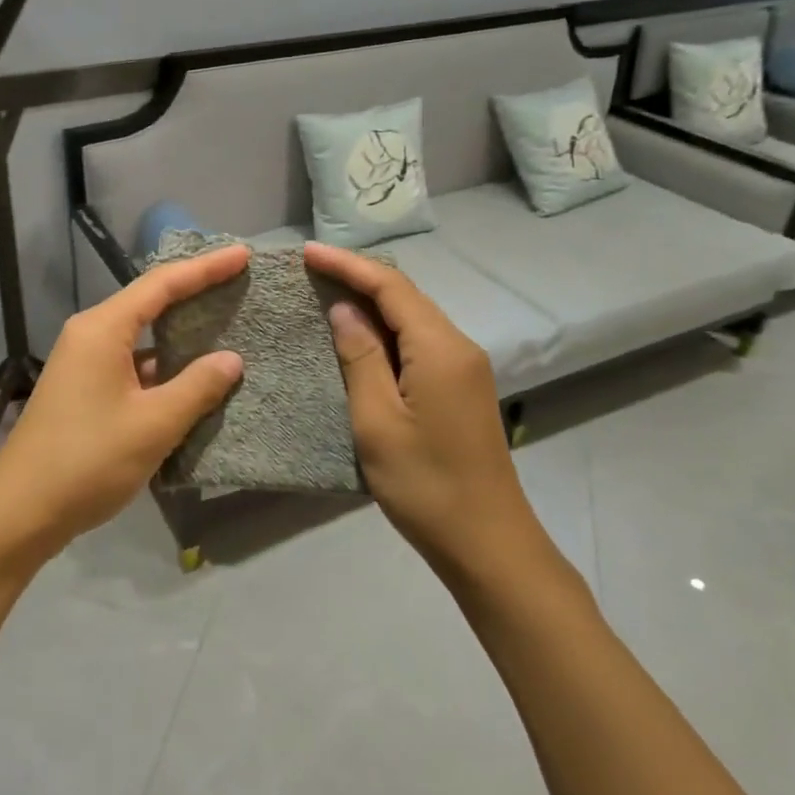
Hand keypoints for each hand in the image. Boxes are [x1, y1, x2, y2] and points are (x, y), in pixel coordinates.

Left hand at [0, 244, 248, 555]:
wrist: (21, 511)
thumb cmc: (88, 460)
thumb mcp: (153, 424)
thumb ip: (197, 387)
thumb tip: (231, 360)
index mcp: (102, 329)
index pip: (162, 284)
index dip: (205, 268)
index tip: (242, 255)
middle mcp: (90, 335)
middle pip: (149, 302)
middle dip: (194, 292)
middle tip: (238, 283)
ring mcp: (84, 363)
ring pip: (141, 336)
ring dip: (180, 332)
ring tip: (226, 326)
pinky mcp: (84, 389)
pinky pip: (132, 363)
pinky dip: (164, 365)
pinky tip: (193, 379)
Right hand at [303, 242, 535, 574]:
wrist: (487, 542)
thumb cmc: (425, 484)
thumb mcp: (377, 421)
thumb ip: (361, 357)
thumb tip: (345, 310)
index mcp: (440, 349)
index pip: (391, 287)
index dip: (348, 265)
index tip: (307, 252)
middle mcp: (458, 346)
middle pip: (406, 295)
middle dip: (359, 276)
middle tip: (312, 269)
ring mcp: (464, 367)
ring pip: (413, 316)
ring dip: (372, 301)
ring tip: (327, 292)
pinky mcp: (461, 387)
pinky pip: (419, 340)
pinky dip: (386, 328)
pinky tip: (360, 335)